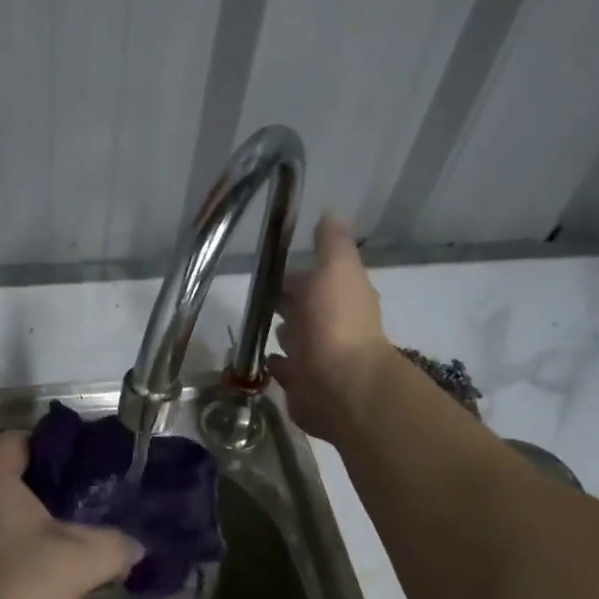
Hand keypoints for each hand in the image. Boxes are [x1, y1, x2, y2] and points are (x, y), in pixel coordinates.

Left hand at [0, 432, 142, 598]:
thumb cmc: (5, 591)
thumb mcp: (75, 565)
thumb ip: (114, 547)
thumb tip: (135, 546)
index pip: (26, 440)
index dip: (60, 454)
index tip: (89, 481)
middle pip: (9, 475)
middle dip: (46, 494)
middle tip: (81, 518)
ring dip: (21, 527)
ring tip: (55, 554)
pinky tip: (19, 583)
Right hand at [269, 214, 392, 442]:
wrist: (341, 384)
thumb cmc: (336, 321)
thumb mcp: (336, 269)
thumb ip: (332, 244)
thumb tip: (332, 213)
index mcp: (340, 295)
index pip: (313, 280)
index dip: (294, 275)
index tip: (268, 269)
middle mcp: (331, 325)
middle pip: (303, 309)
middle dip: (286, 303)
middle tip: (258, 297)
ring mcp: (317, 357)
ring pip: (295, 339)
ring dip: (283, 332)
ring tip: (257, 326)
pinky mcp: (302, 385)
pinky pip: (286, 370)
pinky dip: (277, 363)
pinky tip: (265, 359)